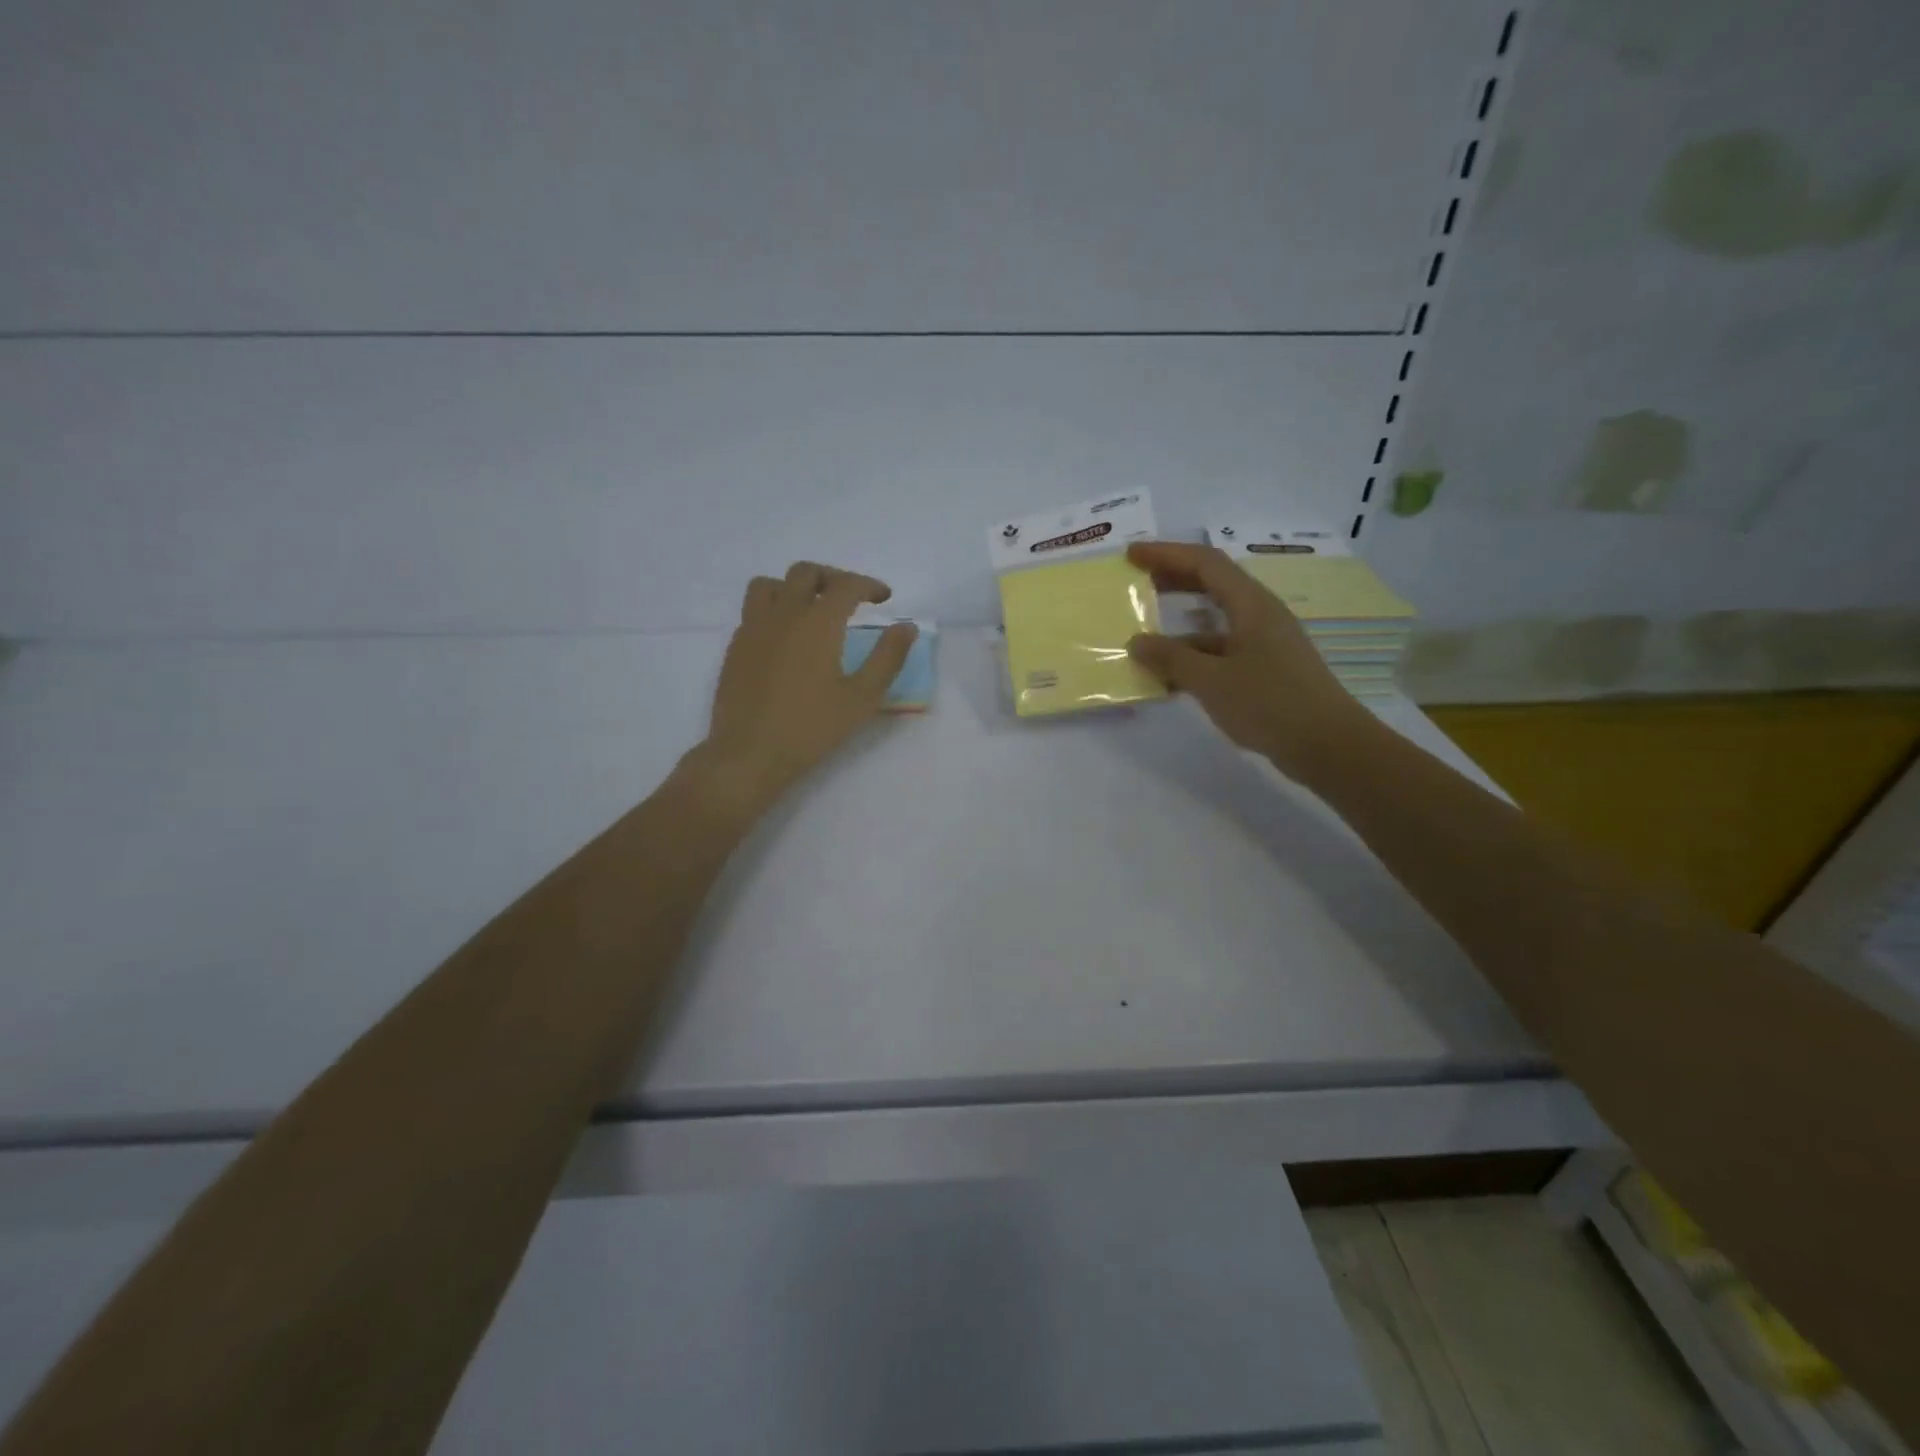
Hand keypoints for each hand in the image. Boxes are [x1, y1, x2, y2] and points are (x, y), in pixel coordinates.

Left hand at [694, 561, 917, 811]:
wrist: (749, 753)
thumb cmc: (811, 728)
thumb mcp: (862, 697)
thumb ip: (888, 657)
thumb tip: (907, 626)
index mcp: (818, 622)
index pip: (846, 585)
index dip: (869, 585)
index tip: (884, 598)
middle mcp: (784, 614)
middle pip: (806, 572)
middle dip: (833, 577)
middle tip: (851, 598)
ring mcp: (753, 628)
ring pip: (770, 584)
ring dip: (795, 587)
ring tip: (811, 608)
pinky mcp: (735, 647)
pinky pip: (753, 611)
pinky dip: (774, 610)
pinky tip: (786, 638)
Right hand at [1124, 541, 1370, 778]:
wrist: (1328, 746)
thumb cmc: (1270, 703)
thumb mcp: (1211, 680)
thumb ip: (1171, 658)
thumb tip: (1136, 642)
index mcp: (1251, 605)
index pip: (1205, 563)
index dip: (1166, 554)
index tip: (1131, 555)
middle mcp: (1260, 615)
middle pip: (1212, 585)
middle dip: (1172, 580)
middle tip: (1136, 584)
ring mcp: (1265, 643)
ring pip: (1215, 623)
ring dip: (1179, 626)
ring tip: (1144, 637)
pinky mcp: (1265, 670)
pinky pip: (1221, 652)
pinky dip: (1193, 657)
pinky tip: (1170, 678)